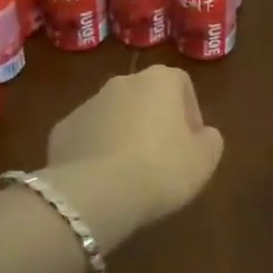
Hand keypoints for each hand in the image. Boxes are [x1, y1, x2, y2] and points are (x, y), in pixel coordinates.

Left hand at [42, 66, 225, 246]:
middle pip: (145, 96)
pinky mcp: (62, 129)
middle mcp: (121, 82)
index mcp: (158, 80)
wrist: (97, 192)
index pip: (181, 83)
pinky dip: (96, 150)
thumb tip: (203, 134)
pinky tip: (103, 179)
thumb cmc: (161, 168)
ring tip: (131, 173)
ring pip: (114, 115)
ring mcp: (87, 104)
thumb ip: (210, 140)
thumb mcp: (204, 160)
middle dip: (154, 121)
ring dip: (124, 134)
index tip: (191, 142)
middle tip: (163, 157)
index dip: (190, 112)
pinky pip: (87, 136)